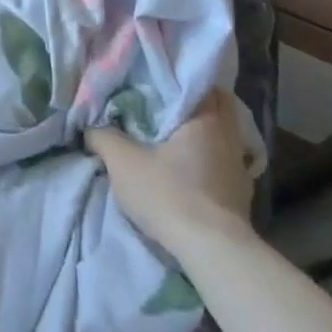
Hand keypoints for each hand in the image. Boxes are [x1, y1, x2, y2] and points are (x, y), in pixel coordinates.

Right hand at [86, 91, 255, 257]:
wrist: (212, 252)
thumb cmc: (169, 194)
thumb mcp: (122, 162)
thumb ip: (103, 137)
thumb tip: (90, 127)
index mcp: (205, 117)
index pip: (197, 82)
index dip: (175, 79)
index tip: (154, 82)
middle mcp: (229, 135)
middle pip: (214, 107)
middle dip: (191, 105)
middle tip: (162, 107)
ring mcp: (239, 166)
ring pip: (221, 136)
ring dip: (201, 135)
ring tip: (174, 138)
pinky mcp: (242, 194)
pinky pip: (223, 163)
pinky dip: (208, 161)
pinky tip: (190, 170)